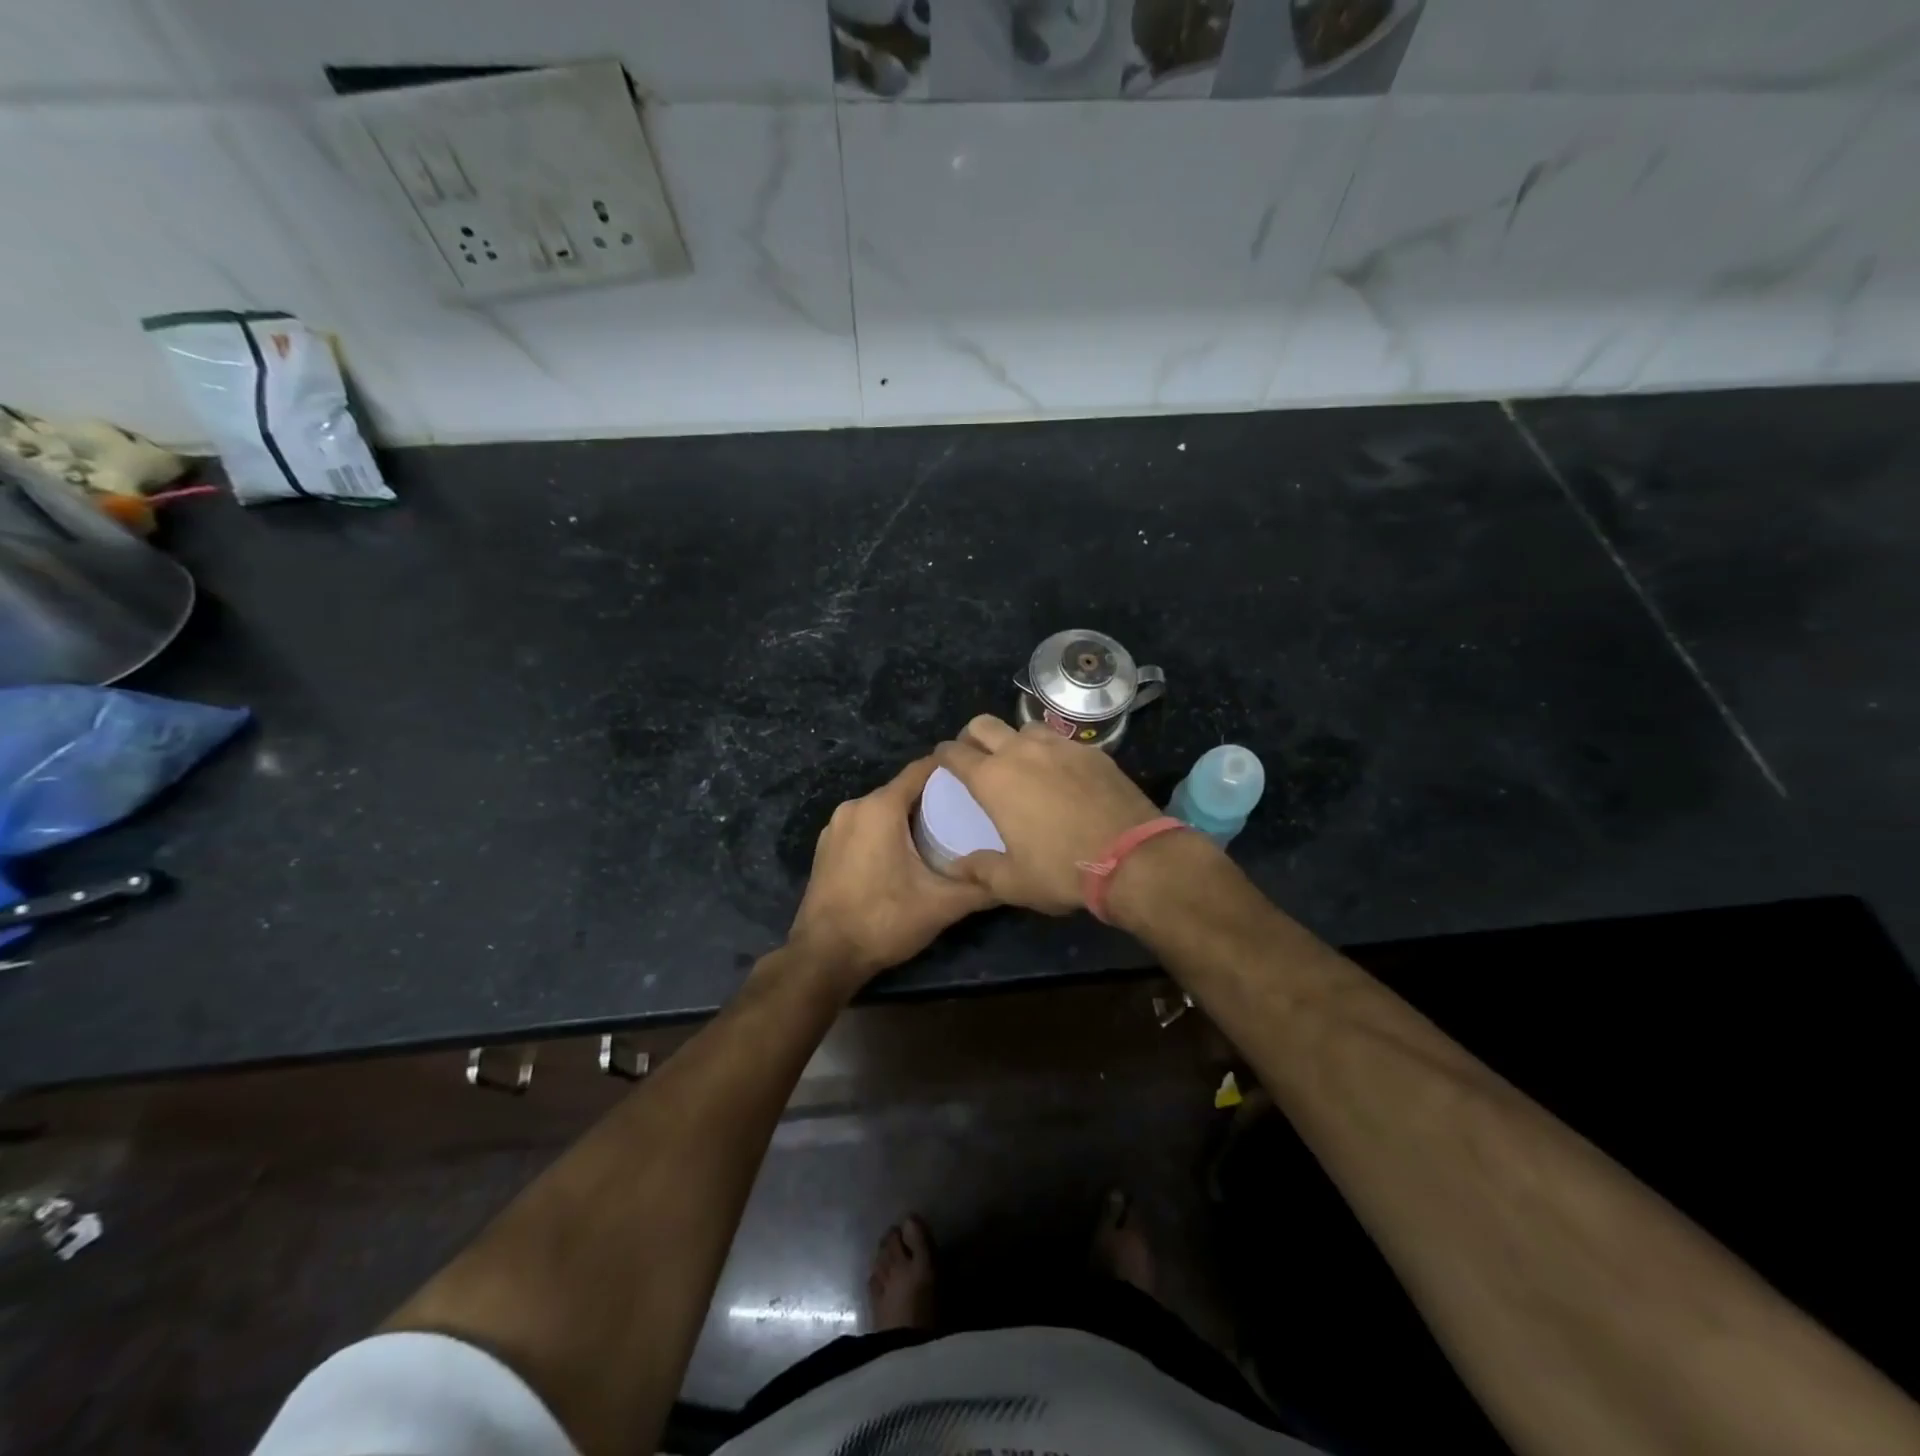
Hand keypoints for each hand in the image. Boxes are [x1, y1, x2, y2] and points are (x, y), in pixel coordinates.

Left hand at [787, 754, 992, 989]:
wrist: (824, 957)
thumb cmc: (883, 921)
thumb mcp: (941, 905)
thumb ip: (981, 887)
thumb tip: (1015, 876)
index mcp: (880, 807)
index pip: (922, 770)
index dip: (952, 770)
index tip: (979, 777)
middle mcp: (854, 807)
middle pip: (902, 790)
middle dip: (934, 798)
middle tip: (968, 812)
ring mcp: (835, 827)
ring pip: (882, 809)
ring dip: (909, 817)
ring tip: (943, 833)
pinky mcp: (826, 847)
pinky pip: (865, 826)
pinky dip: (886, 831)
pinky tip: (906, 854)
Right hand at [933, 715, 1160, 913]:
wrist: (1132, 857)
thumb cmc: (1061, 869)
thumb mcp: (1013, 882)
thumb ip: (979, 870)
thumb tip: (957, 867)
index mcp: (993, 779)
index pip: (954, 753)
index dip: (943, 755)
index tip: (943, 763)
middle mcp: (1022, 752)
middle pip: (984, 724)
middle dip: (973, 736)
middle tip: (977, 758)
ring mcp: (1060, 746)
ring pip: (1025, 726)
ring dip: (1015, 739)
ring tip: (1021, 763)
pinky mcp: (1092, 751)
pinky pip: (1061, 740)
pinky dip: (1051, 750)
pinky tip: (1060, 773)